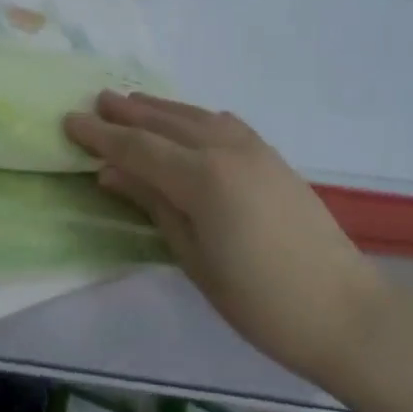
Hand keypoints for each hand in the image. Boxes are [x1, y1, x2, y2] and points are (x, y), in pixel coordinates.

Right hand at [65, 92, 393, 385]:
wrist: (343, 310)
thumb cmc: (258, 300)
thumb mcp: (194, 257)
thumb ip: (153, 204)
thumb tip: (110, 171)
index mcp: (202, 177)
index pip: (138, 148)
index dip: (101, 136)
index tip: (69, 121)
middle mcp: (225, 149)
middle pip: (164, 124)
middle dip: (127, 113)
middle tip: (95, 101)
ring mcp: (253, 149)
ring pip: (195, 117)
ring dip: (160, 109)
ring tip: (131, 102)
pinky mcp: (272, 157)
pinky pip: (223, 124)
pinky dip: (196, 117)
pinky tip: (188, 120)